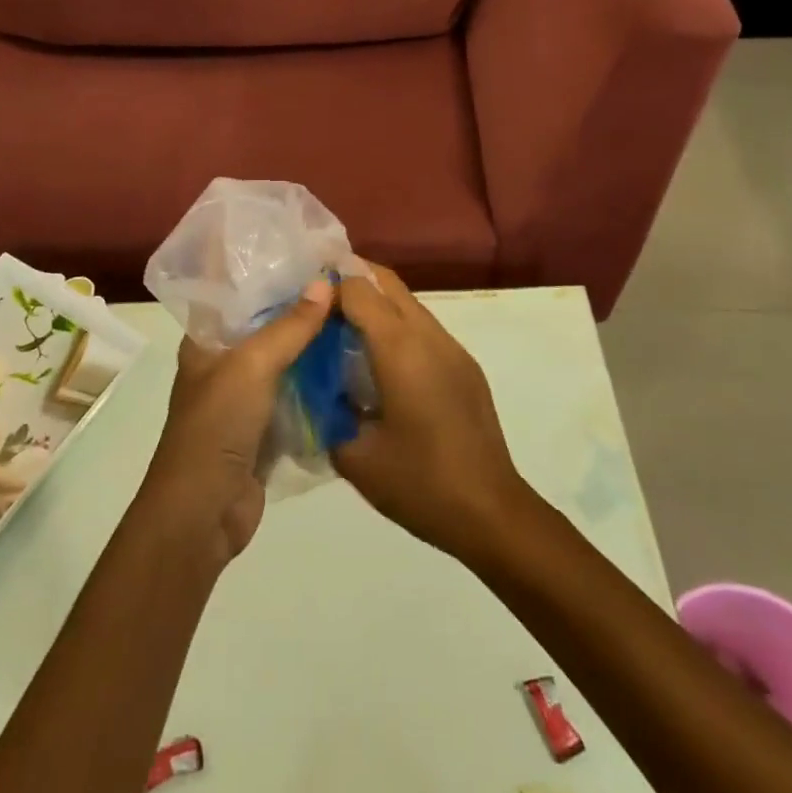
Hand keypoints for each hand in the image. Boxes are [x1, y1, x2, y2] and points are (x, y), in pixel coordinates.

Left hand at [138, 277, 333, 568]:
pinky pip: (296, 392)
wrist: (203, 512)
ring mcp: (245, 396)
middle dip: (299, 305)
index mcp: (206, 340)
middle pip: (265, 324)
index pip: (234, 292)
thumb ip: (290, 326)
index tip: (304, 251)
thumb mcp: (252, 365)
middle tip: (342, 280)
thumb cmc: (216, 425)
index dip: (264, 271)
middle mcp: (223, 362)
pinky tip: (349, 361)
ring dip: (312, 342)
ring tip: (354, 313)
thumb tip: (325, 283)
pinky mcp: (265, 426)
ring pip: (284, 358)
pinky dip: (317, 379)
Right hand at [332, 264, 532, 562]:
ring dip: (375, 304)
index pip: (359, 288)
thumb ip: (327, 411)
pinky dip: (396, 327)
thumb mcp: (355, 456)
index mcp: (400, 349)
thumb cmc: (419, 483)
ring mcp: (452, 348)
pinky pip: (424, 328)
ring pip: (407, 303)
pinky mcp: (465, 366)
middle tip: (317, 302)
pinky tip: (380, 363)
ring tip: (343, 332)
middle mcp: (428, 336)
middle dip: (351, 279)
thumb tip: (315, 388)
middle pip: (387, 282)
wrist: (491, 513)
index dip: (328, 286)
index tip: (300, 301)